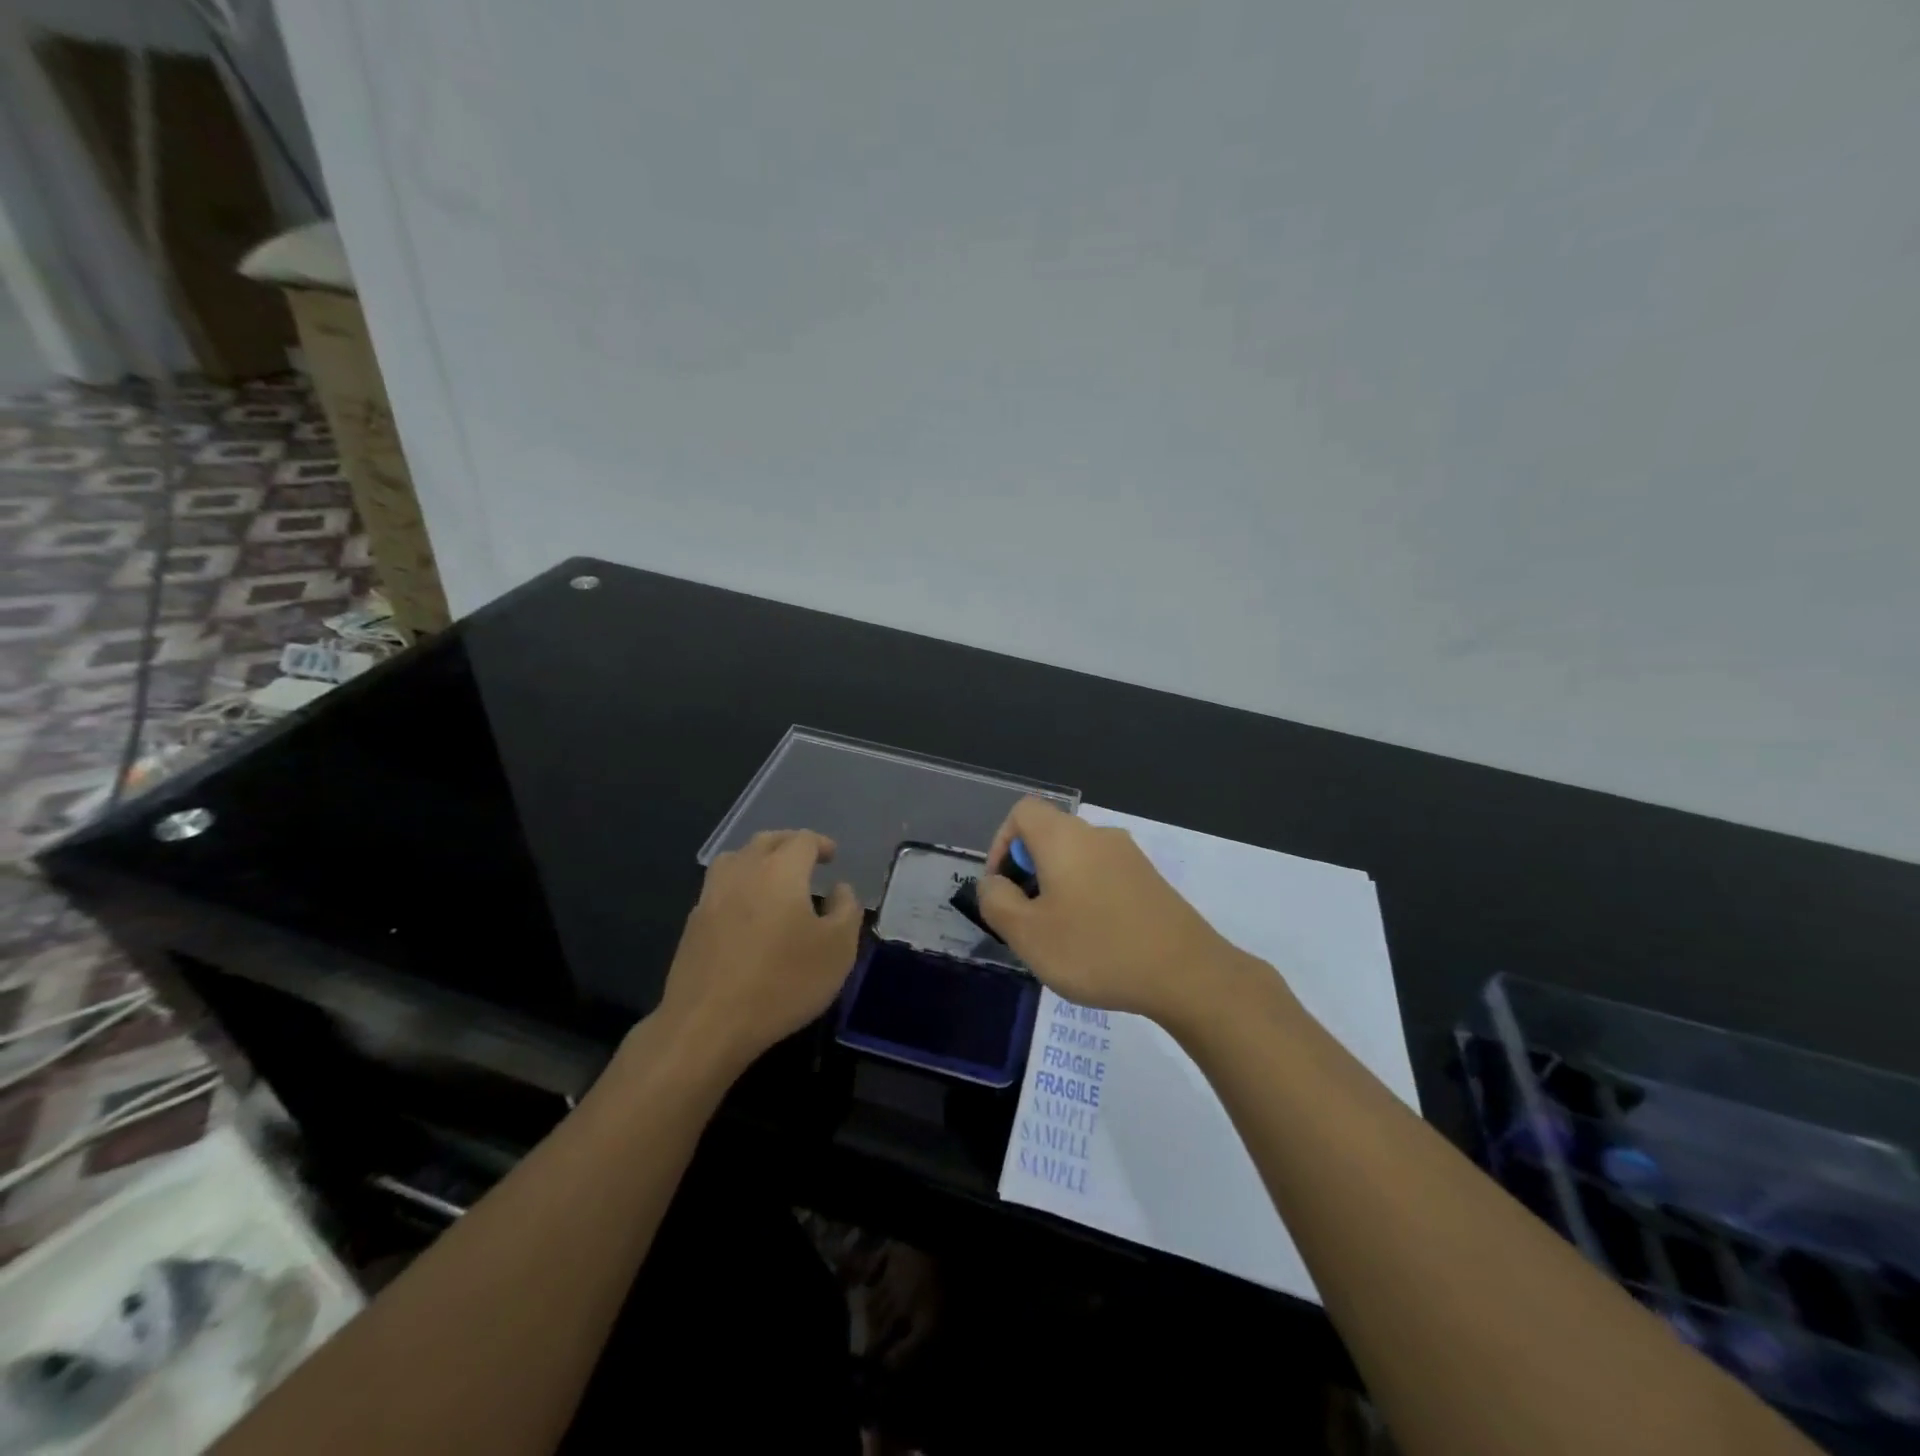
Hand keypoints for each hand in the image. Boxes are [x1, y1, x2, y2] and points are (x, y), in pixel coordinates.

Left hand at [652, 830, 861, 1075]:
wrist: (708, 1023)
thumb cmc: (783, 982)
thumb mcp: (838, 950)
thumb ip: (846, 910)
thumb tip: (839, 889)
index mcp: (780, 871)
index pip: (802, 840)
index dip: (821, 844)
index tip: (833, 856)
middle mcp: (743, 872)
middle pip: (766, 841)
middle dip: (789, 844)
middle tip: (806, 859)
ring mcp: (711, 896)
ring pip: (735, 858)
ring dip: (757, 858)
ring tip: (772, 876)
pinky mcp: (692, 923)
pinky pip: (719, 887)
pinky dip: (738, 885)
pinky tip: (747, 910)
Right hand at [977, 799, 1239, 1023]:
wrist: (1187, 973)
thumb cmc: (1097, 949)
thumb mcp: (1028, 934)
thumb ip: (996, 902)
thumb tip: (993, 883)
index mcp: (1064, 838)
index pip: (1022, 812)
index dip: (1000, 844)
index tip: (1002, 888)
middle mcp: (1098, 835)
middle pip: (1048, 836)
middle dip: (1028, 873)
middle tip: (1026, 920)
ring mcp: (1129, 856)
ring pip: (1076, 859)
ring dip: (1057, 888)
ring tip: (1059, 937)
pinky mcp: (1150, 880)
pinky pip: (1103, 876)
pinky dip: (1087, 897)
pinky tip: (1095, 941)